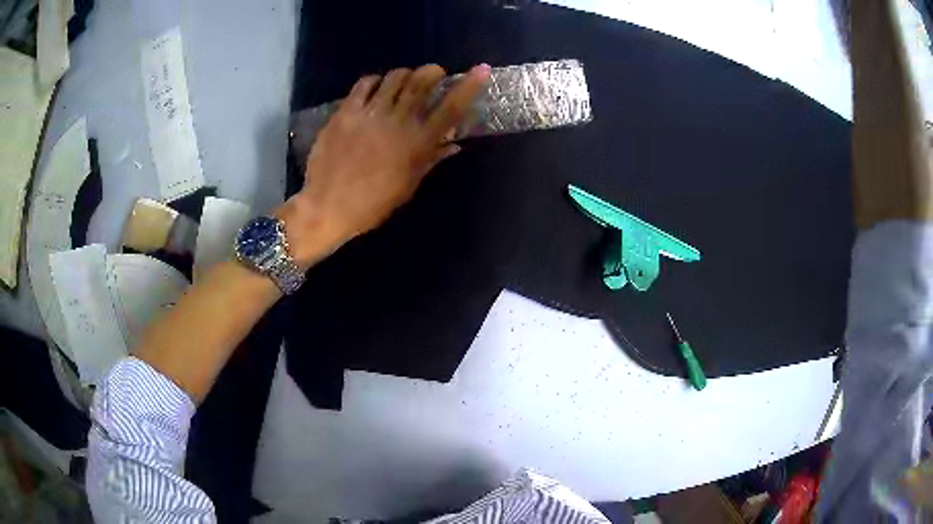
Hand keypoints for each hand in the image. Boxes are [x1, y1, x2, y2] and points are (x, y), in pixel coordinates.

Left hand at [278, 63, 491, 267]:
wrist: (327, 207)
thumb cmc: (372, 205)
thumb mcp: (407, 187)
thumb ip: (430, 161)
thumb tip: (453, 144)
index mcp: (418, 144)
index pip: (451, 109)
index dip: (469, 86)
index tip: (481, 69)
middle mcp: (398, 122)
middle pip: (422, 82)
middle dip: (433, 72)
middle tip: (434, 74)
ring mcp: (370, 114)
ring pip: (394, 78)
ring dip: (405, 74)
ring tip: (403, 82)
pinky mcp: (346, 112)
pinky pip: (364, 84)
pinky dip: (375, 81)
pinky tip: (375, 89)